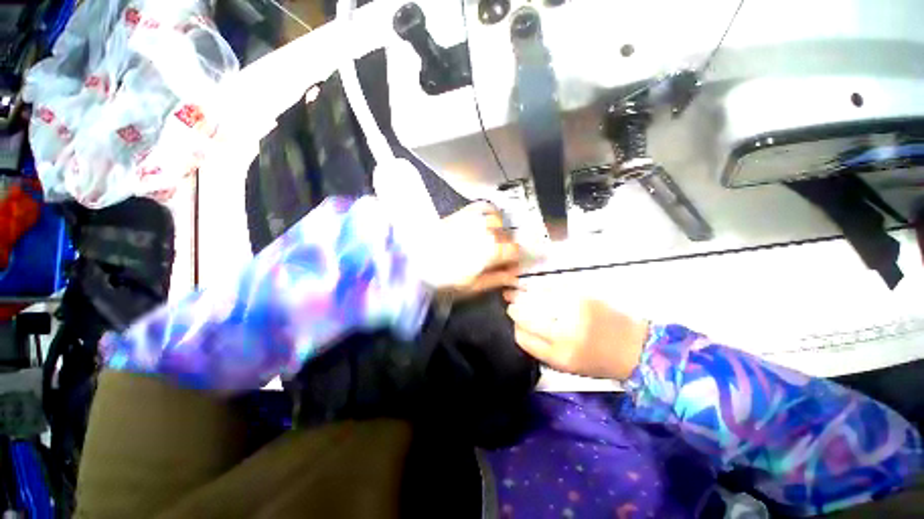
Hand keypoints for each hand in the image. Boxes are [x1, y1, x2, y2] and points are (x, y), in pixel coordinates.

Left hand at [419, 202, 520, 296]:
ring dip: (498, 231)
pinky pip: (482, 207)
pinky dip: (487, 213)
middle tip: (498, 258)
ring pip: (497, 221)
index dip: (514, 259)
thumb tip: (513, 276)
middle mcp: (485, 232)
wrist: (414, 264)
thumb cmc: (442, 280)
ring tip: (490, 241)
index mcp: (490, 251)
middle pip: (507, 236)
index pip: (514, 250)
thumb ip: (497, 279)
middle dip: (506, 248)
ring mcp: (473, 221)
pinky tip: (483, 223)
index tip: (509, 266)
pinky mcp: (461, 214)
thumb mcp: (473, 286)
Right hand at [505, 288, 648, 380]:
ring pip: (534, 298)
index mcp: (559, 354)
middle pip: (525, 314)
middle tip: (510, 305)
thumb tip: (518, 328)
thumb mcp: (566, 366)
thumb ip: (539, 349)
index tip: (513, 323)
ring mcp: (572, 309)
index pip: (522, 336)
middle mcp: (563, 331)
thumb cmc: (597, 361)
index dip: (514, 327)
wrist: (634, 346)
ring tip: (514, 293)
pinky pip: (550, 288)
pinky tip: (533, 288)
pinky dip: (538, 288)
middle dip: (514, 309)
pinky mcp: (581, 295)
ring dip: (522, 295)